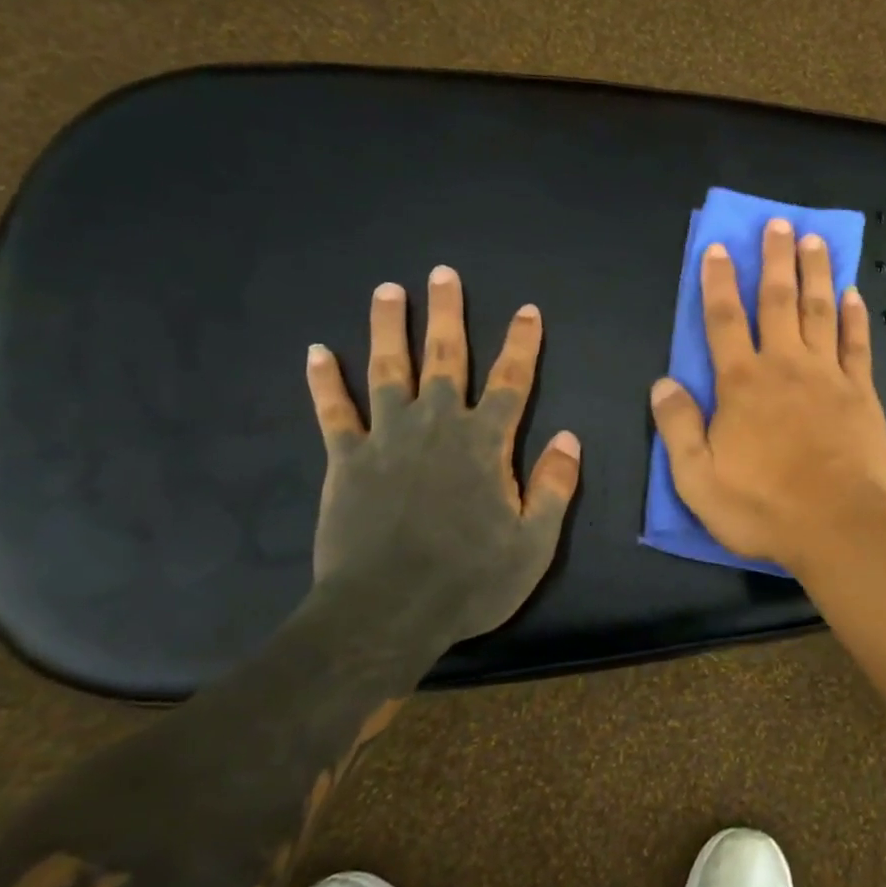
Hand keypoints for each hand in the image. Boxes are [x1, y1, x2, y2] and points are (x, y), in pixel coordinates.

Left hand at [305, 266, 580, 651]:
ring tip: (387, 291)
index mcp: (484, 443)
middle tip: (442, 273)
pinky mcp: (346, 460)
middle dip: (446, 314)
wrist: (386, 613)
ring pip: (387, 370)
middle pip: (444, 358)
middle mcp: (436, 426)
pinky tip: (316, 351)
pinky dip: (324, 382)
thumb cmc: (469, 580)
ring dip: (387, 328)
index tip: (527, 310)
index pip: (510, 381)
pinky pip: (334, 412)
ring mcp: (386, 439)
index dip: (522, 344)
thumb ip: (554, 486)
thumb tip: (569, 438)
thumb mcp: (533, 543)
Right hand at [651, 218, 885, 571]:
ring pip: (820, 312)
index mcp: (741, 384)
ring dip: (816, 273)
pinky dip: (855, 317)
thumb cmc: (762, 506)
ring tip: (815, 241)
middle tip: (779, 223)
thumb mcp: (697, 478)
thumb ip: (678, 427)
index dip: (718, 281)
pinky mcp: (861, 393)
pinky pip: (857, 345)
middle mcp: (784, 366)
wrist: (836, 526)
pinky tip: (853, 293)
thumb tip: (663, 382)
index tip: (718, 247)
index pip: (723, 320)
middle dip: (775, 260)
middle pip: (777, 301)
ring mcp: (827, 376)